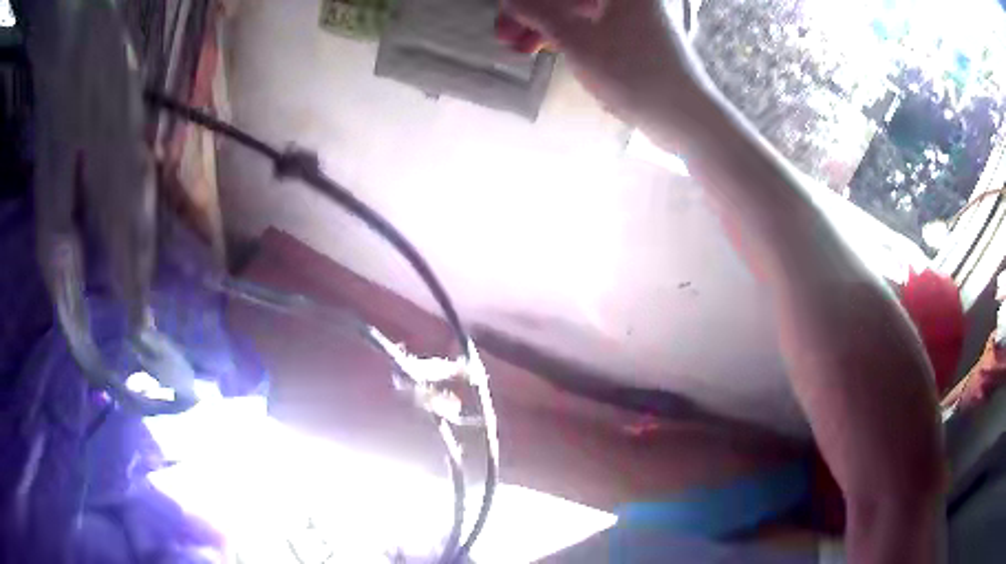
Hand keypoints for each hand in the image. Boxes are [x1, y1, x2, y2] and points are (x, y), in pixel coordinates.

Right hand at [499, 0, 703, 124]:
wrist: (684, 116)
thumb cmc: (633, 72)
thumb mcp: (577, 40)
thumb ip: (539, 14)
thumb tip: (509, 0)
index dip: (531, 2)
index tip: (507, 14)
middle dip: (534, 13)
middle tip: (504, 35)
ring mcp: (634, 13)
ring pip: (579, 10)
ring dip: (547, 25)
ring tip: (517, 48)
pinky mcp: (636, 33)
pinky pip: (593, 23)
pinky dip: (569, 34)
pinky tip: (545, 47)